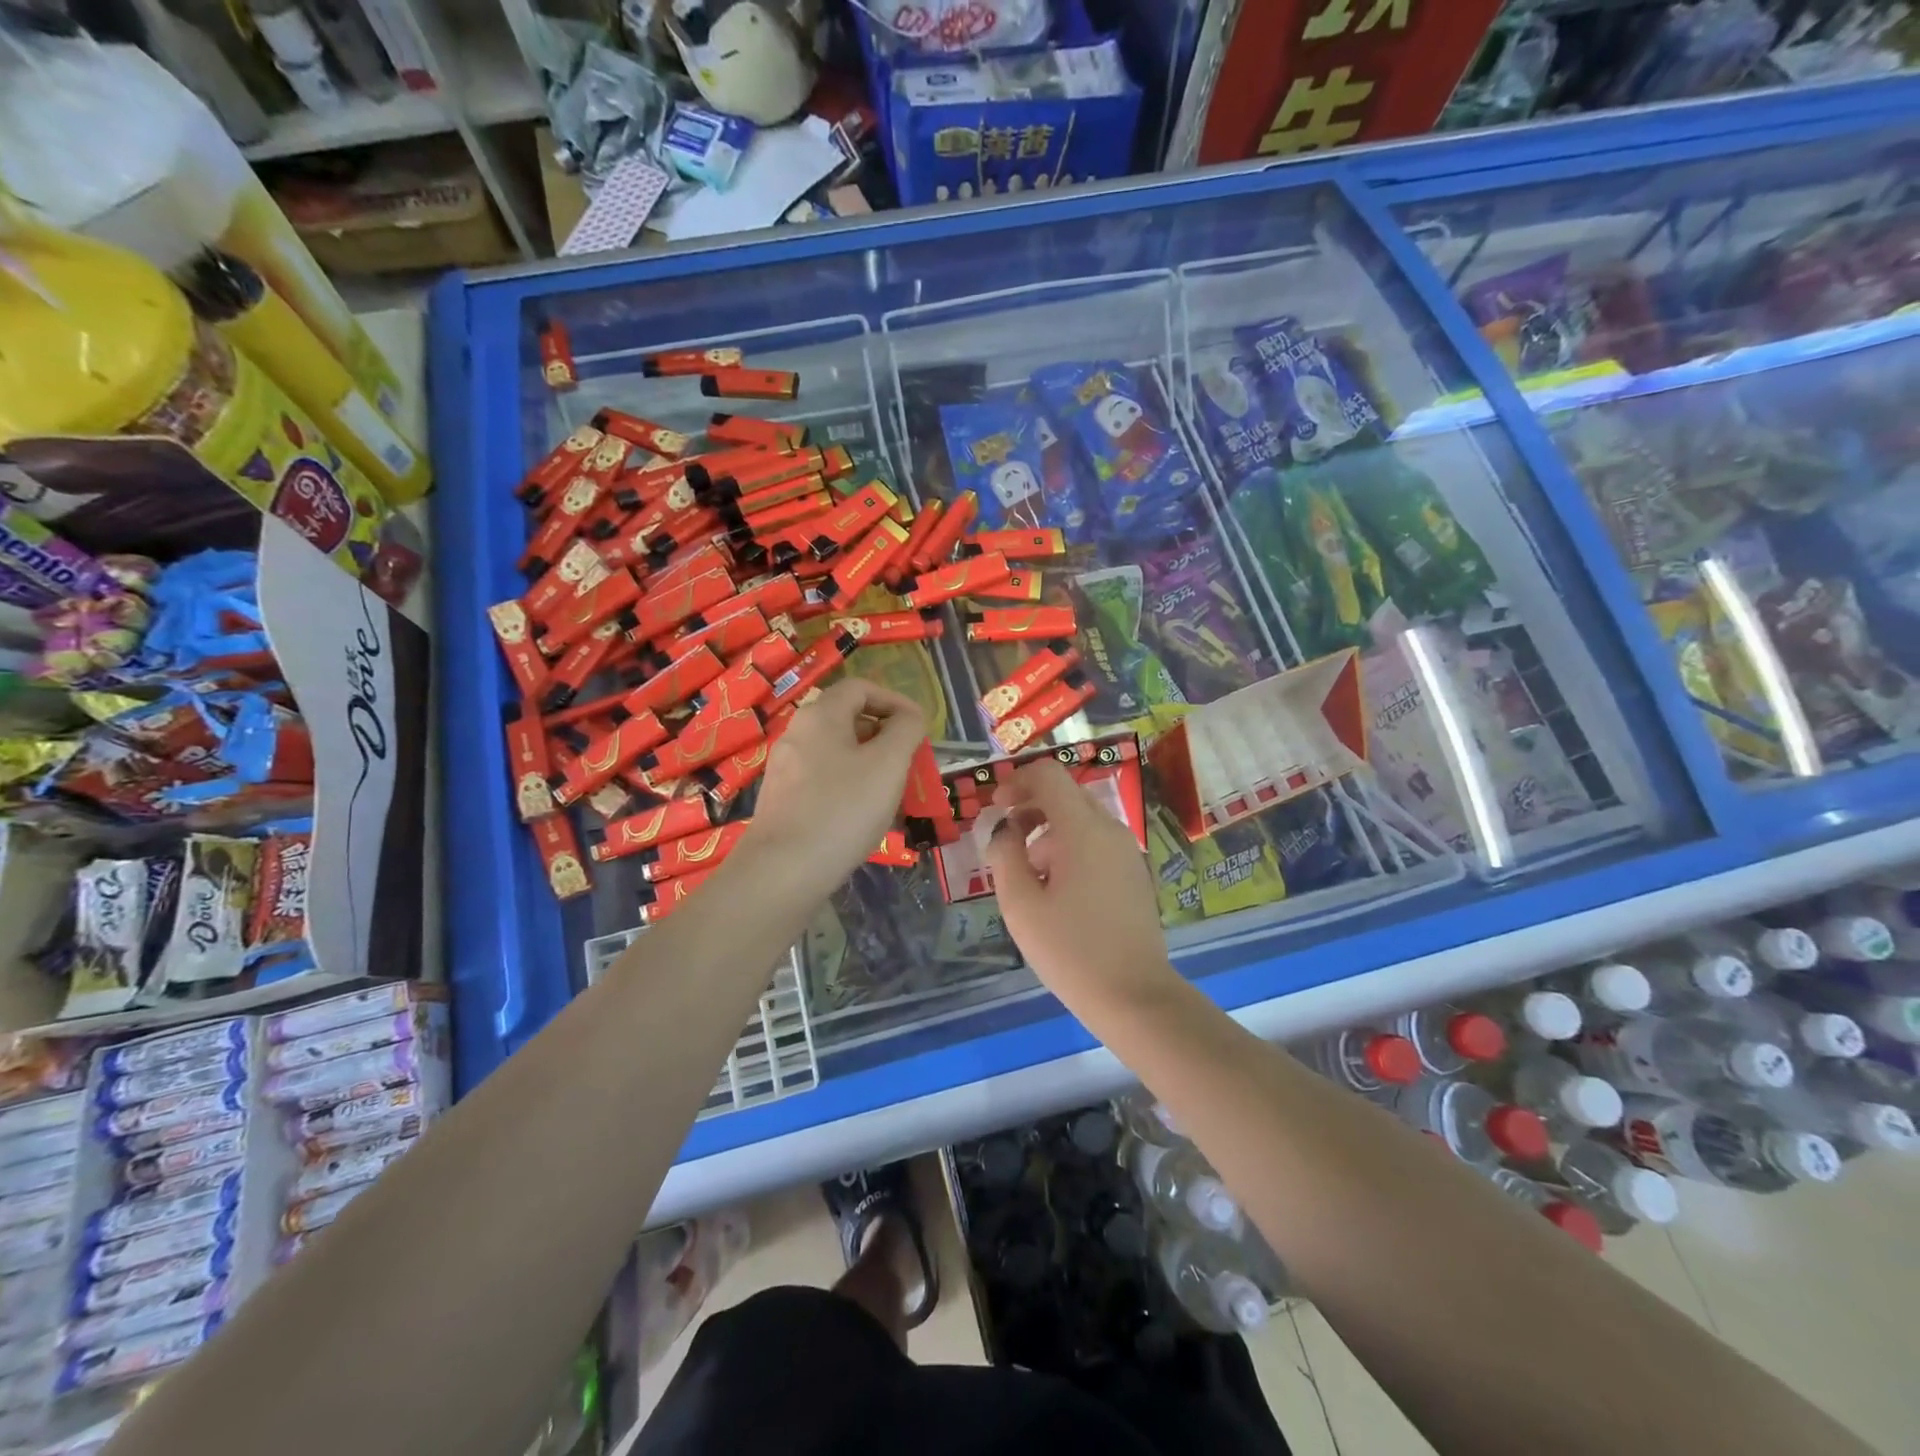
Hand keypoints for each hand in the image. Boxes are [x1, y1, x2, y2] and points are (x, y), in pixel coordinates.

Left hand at [746, 678, 924, 897]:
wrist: (784, 871)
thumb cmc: (843, 809)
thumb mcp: (889, 764)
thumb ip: (906, 730)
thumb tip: (909, 717)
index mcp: (821, 715)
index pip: (861, 688)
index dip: (895, 700)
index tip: (919, 728)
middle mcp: (797, 733)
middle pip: (848, 718)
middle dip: (884, 735)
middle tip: (909, 762)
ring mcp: (786, 768)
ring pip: (837, 752)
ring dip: (869, 763)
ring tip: (891, 792)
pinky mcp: (783, 799)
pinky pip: (824, 779)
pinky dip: (849, 786)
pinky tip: (862, 816)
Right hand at [985, 759, 1177, 1009]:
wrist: (1133, 996)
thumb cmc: (1070, 949)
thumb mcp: (1021, 904)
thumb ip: (1004, 855)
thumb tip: (1003, 828)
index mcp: (1083, 828)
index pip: (1049, 775)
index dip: (1017, 782)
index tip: (996, 808)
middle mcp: (1110, 829)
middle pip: (1066, 794)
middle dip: (1031, 807)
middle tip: (1005, 839)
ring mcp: (1126, 851)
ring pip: (1082, 820)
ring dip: (1049, 831)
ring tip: (1028, 873)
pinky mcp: (1133, 873)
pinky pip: (1097, 843)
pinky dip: (1070, 848)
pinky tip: (1056, 889)